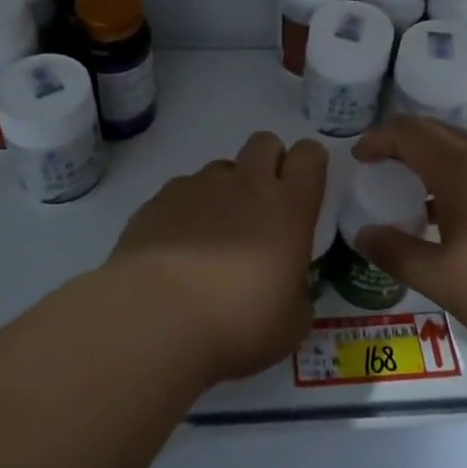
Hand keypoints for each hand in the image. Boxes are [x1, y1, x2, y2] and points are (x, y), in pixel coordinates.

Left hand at [107, 132, 328, 383]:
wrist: (156, 320)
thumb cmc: (238, 325)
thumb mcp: (291, 323)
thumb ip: (296, 293)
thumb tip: (285, 288)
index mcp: (289, 208)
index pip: (310, 155)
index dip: (309, 166)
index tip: (302, 193)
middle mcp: (246, 184)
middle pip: (265, 142)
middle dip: (267, 164)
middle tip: (260, 209)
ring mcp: (198, 186)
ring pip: (221, 167)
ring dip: (224, 191)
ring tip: (211, 238)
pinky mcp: (158, 199)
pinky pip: (182, 190)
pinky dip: (186, 211)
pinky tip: (176, 249)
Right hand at [350, 117, 466, 354]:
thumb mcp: (439, 276)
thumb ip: (395, 253)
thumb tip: (363, 235)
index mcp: (459, 166)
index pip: (408, 131)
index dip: (378, 139)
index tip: (358, 158)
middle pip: (437, 131)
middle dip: (404, 143)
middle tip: (381, 168)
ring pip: (465, 149)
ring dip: (434, 160)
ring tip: (416, 195)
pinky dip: (460, 177)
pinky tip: (459, 218)